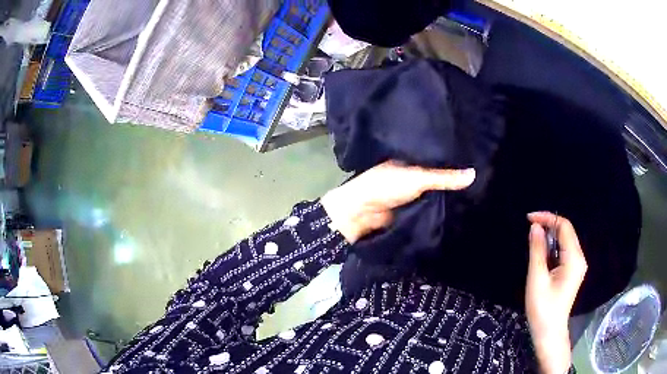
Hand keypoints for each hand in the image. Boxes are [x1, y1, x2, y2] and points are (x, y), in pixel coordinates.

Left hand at [321, 161, 475, 242]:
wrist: (361, 213)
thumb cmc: (386, 186)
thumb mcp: (418, 178)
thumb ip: (445, 177)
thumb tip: (474, 174)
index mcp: (410, 156)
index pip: (436, 152)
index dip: (453, 154)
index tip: (475, 153)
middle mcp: (411, 170)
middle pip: (437, 171)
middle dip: (453, 173)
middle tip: (481, 171)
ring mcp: (411, 188)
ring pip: (434, 188)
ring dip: (448, 190)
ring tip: (476, 186)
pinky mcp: (411, 205)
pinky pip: (429, 203)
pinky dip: (440, 203)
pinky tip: (459, 201)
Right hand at [525, 212, 587, 373]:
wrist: (549, 332)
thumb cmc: (542, 308)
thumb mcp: (537, 278)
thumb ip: (537, 250)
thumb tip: (535, 227)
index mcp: (574, 258)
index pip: (564, 226)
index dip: (547, 218)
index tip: (528, 219)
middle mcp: (579, 258)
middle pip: (566, 232)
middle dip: (548, 226)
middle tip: (529, 229)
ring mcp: (577, 265)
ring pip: (564, 241)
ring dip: (549, 238)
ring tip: (533, 242)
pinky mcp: (572, 271)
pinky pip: (563, 252)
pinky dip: (552, 248)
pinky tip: (541, 256)